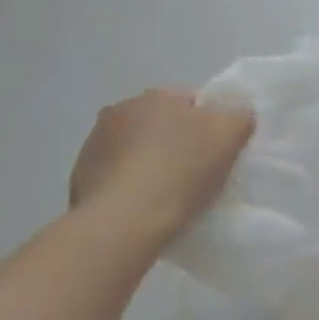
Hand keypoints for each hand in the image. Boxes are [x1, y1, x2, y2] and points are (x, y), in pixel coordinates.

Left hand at [68, 88, 253, 247]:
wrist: (123, 224)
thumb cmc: (181, 171)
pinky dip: (128, 188)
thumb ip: (239, 115)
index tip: (218, 154)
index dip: (210, 126)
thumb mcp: (231, 134)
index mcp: (155, 95)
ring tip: (167, 196)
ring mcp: (93, 145)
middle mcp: (119, 111)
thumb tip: (236, 114)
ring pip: (135, 150)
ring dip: (149, 164)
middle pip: (161, 125)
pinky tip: (143, 209)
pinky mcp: (78, 180)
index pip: (192, 102)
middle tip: (196, 174)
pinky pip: (115, 178)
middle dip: (176, 143)